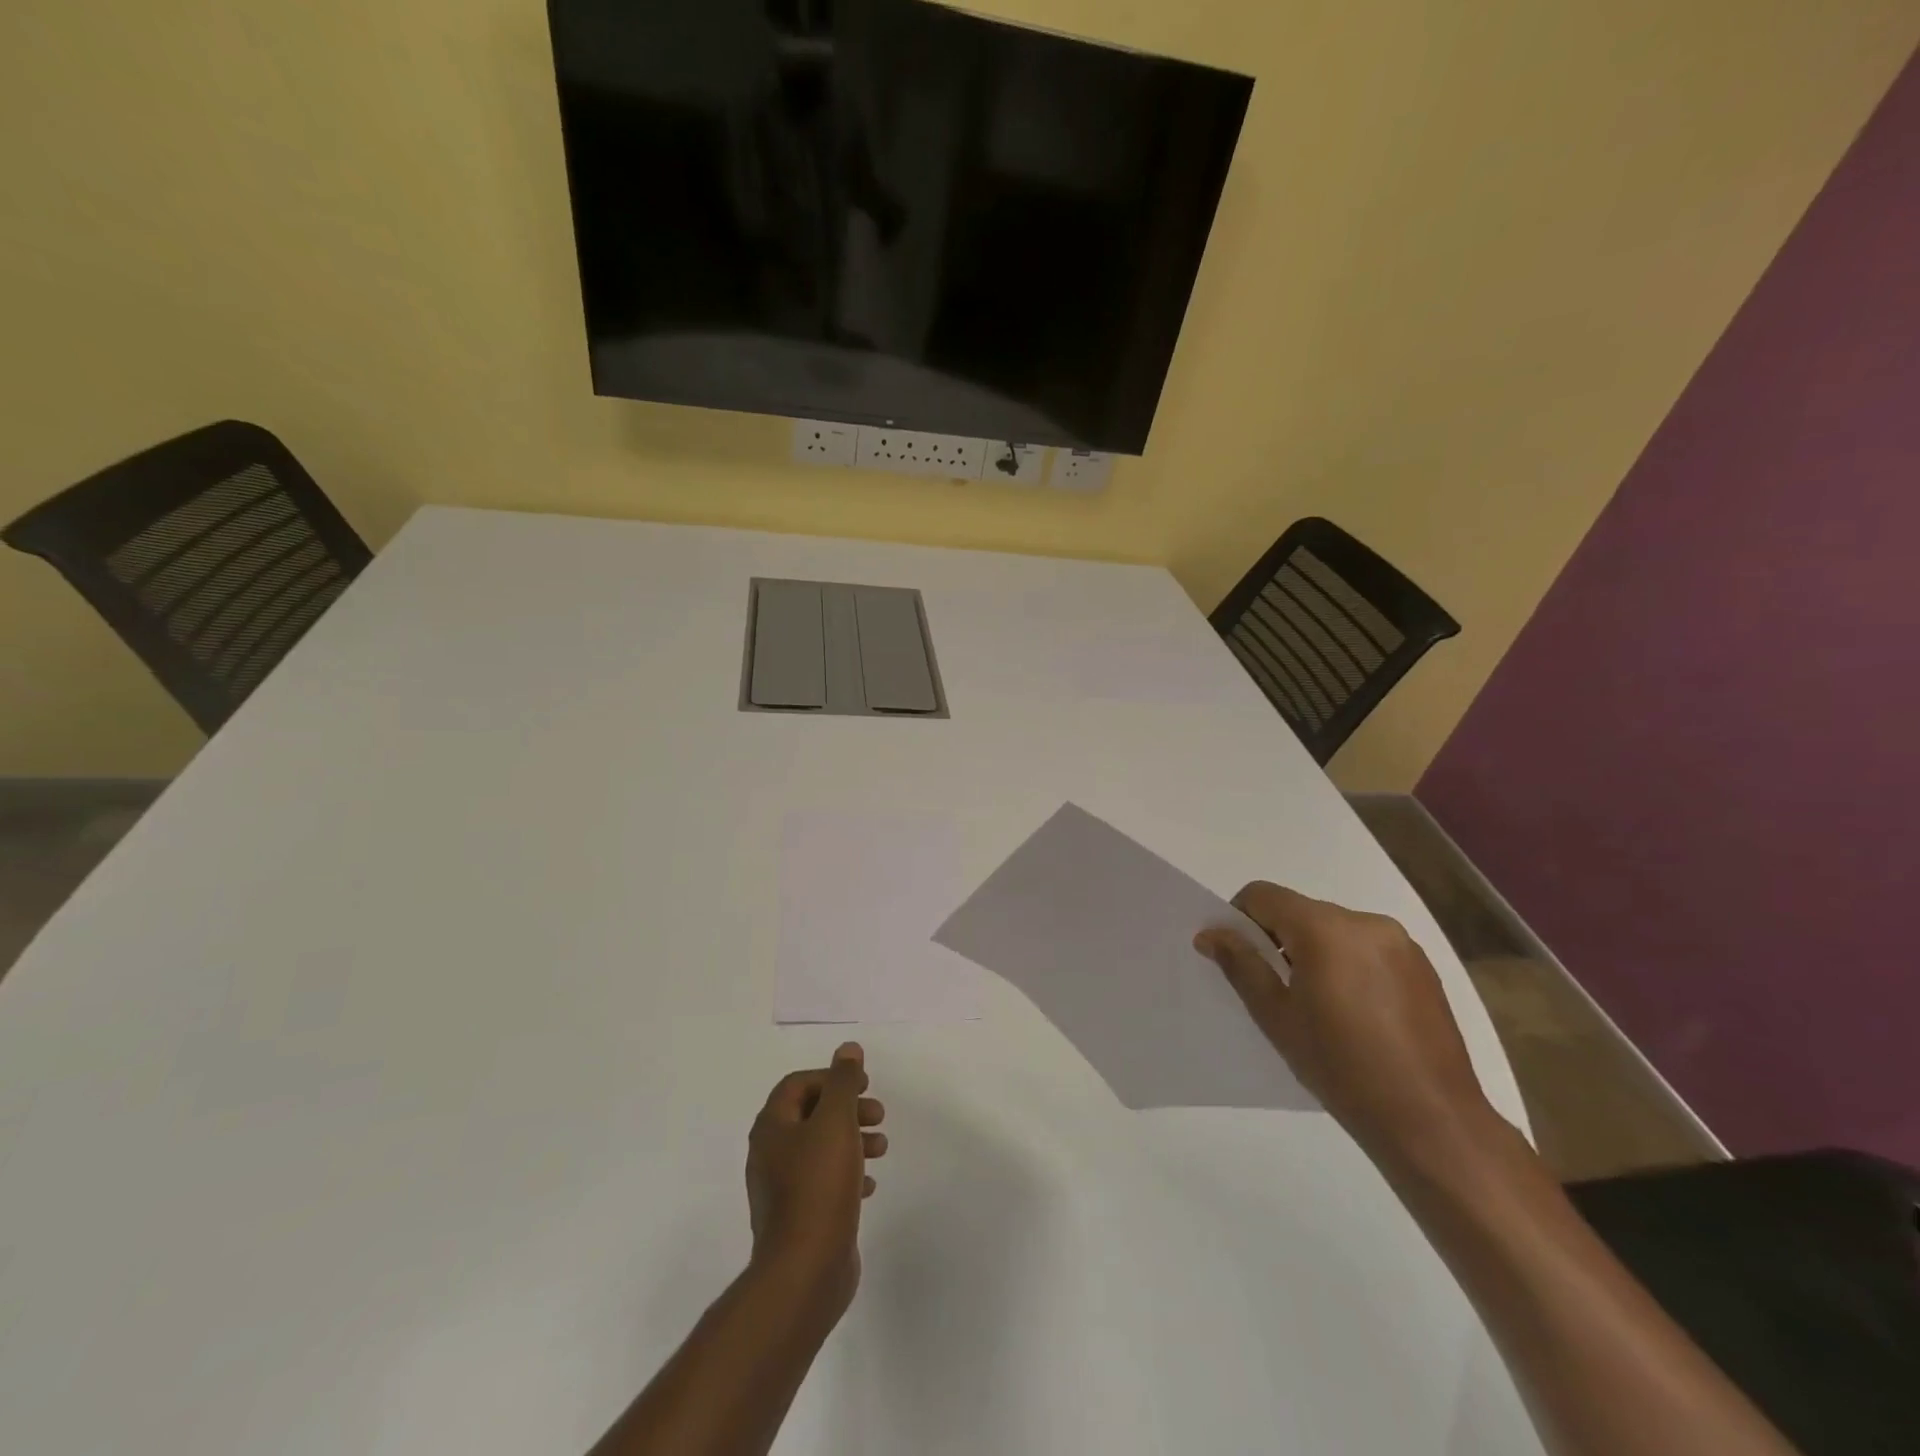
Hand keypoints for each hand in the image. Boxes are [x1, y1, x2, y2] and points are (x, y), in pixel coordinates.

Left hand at [745, 1042, 887, 1317]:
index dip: (832, 1077)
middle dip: (848, 1109)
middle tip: (878, 1114)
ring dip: (852, 1140)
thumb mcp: (836, 1122)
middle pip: (811, 1115)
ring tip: (882, 1148)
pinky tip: (869, 1184)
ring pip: (821, 1149)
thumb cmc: (819, 1186)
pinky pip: (824, 1182)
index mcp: (772, 1128)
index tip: (864, 1085)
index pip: (798, 1084)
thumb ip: (843, 1082)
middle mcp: (770, 1154)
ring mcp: (782, 1189)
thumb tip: (847, 1049)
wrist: (805, 1271)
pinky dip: (848, 1174)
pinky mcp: (798, 1218)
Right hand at [1195, 883, 1496, 1165]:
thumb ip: (1241, 965)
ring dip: (1314, 952)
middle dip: (1278, 938)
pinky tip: (1355, 1013)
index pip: (1263, 895)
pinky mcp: (1423, 967)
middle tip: (1273, 989)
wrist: (1431, 1121)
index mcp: (1325, 928)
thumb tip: (1210, 933)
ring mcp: (1400, 943)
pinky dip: (1348, 964)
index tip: (1237, 958)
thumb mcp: (1276, 1016)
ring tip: (1318, 1005)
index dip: (1239, 919)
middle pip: (1300, 910)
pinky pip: (1367, 948)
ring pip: (1334, 929)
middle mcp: (1365, 921)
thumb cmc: (1341, 1067)